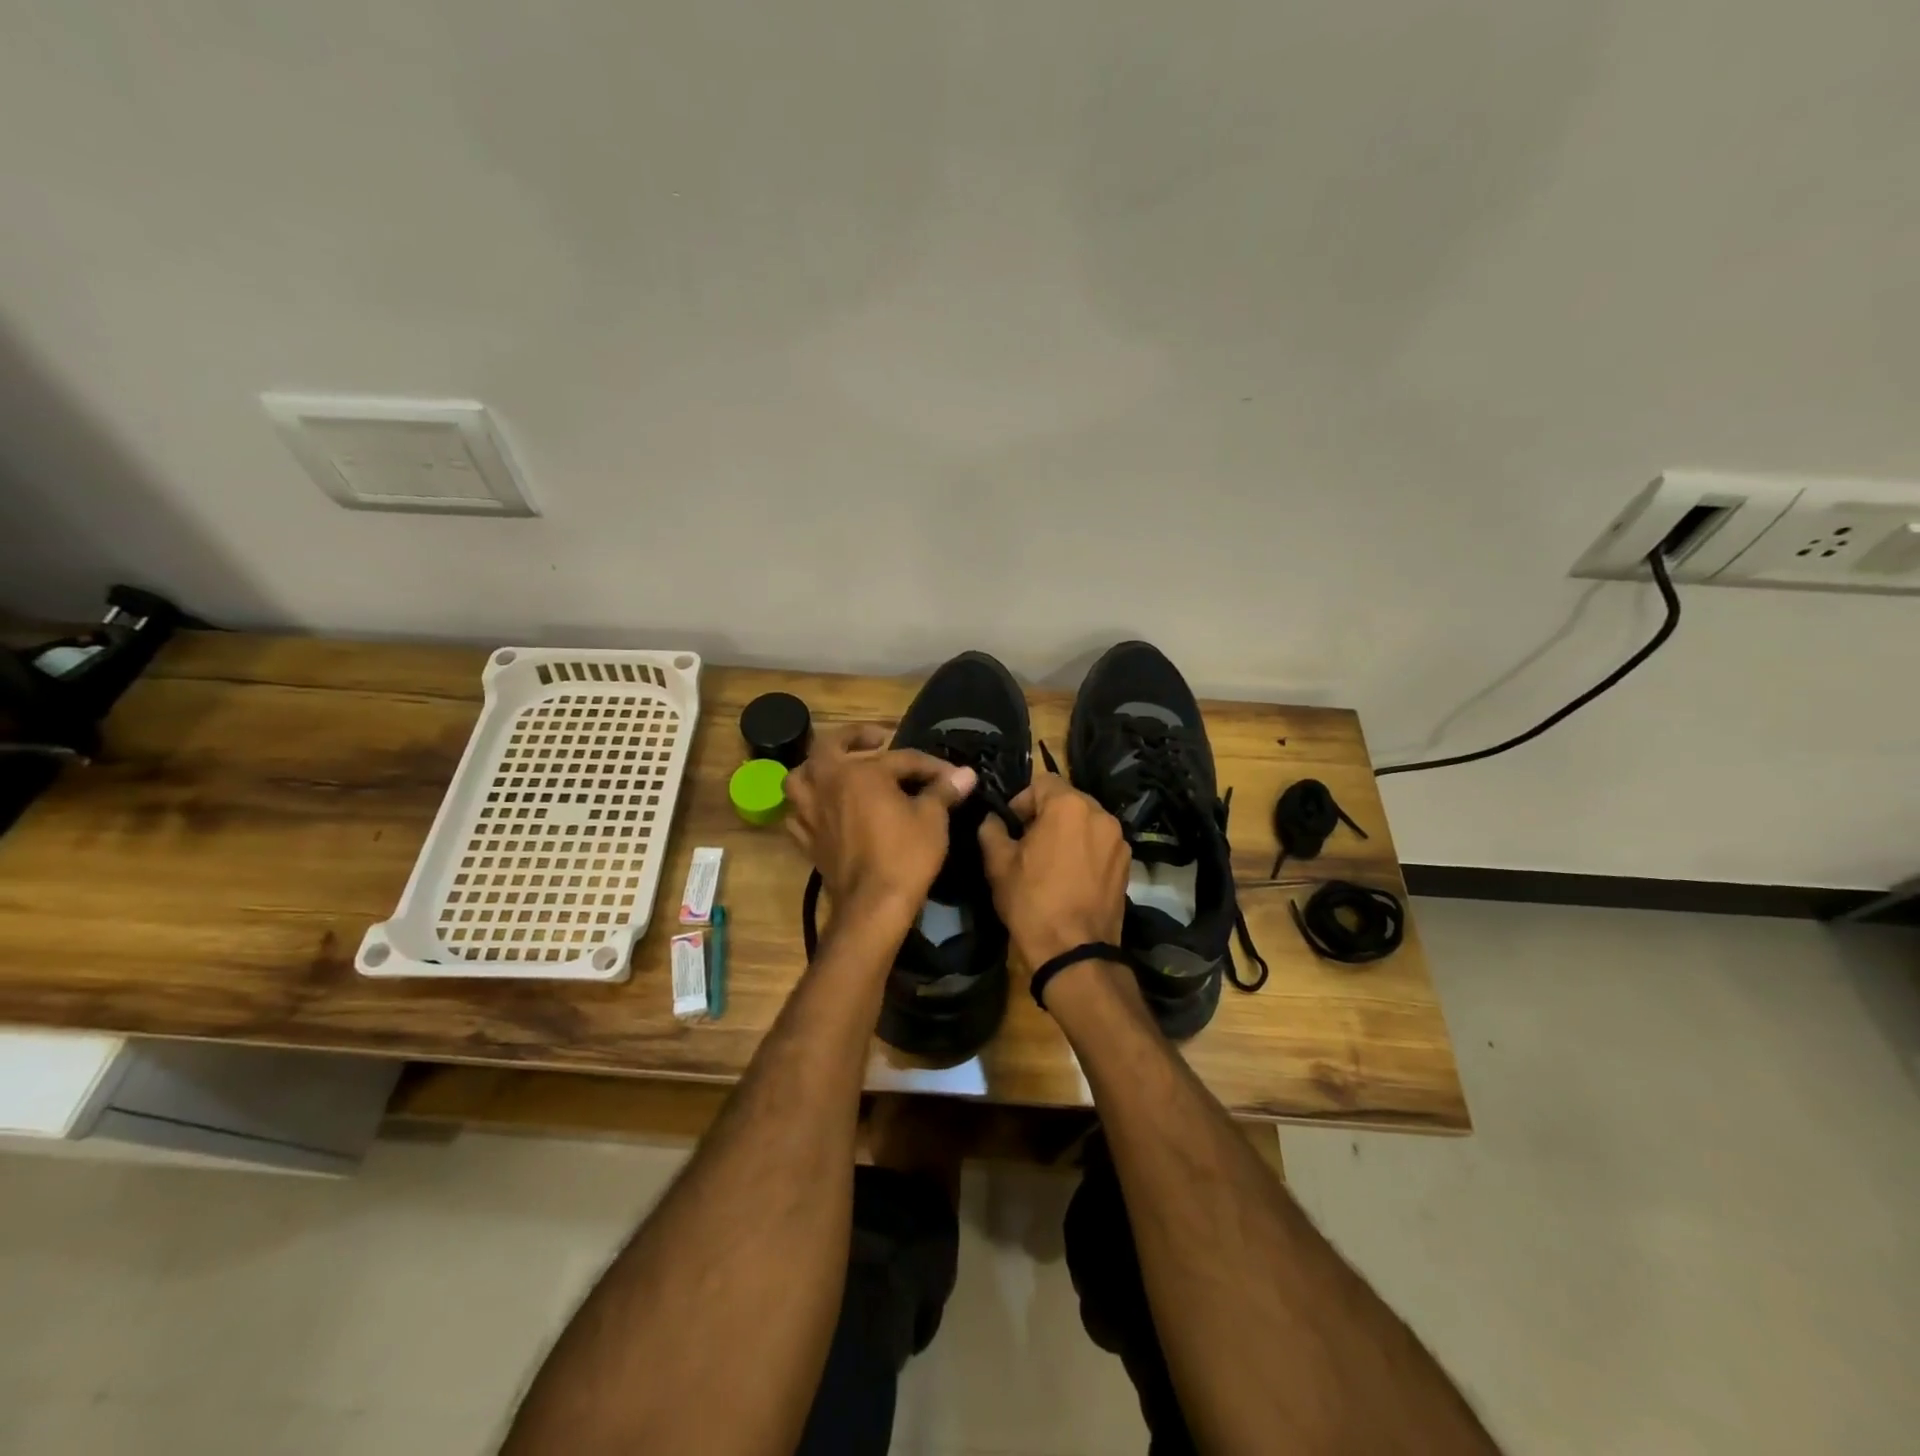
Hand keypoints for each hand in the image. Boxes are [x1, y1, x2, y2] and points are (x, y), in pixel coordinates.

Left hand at [784, 724, 976, 928]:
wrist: (872, 906)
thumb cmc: (904, 855)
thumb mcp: (932, 818)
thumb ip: (943, 790)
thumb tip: (966, 773)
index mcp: (858, 772)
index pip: (900, 758)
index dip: (929, 766)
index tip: (952, 775)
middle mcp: (826, 783)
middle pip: (830, 747)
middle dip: (853, 738)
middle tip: (876, 741)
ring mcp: (809, 812)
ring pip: (801, 777)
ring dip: (818, 769)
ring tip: (839, 772)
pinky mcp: (805, 839)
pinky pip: (798, 811)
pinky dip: (809, 805)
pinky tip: (826, 810)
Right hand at [978, 771, 1130, 969]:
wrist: (1075, 951)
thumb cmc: (1031, 901)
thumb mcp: (998, 864)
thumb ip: (991, 830)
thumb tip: (992, 819)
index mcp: (1068, 806)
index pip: (1043, 782)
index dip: (1022, 801)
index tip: (1011, 827)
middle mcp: (1100, 814)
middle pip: (1068, 799)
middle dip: (1046, 815)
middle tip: (1028, 844)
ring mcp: (1118, 839)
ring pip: (1086, 821)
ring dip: (1068, 831)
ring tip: (1051, 861)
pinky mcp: (1127, 863)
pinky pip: (1101, 843)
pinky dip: (1086, 849)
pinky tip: (1072, 876)